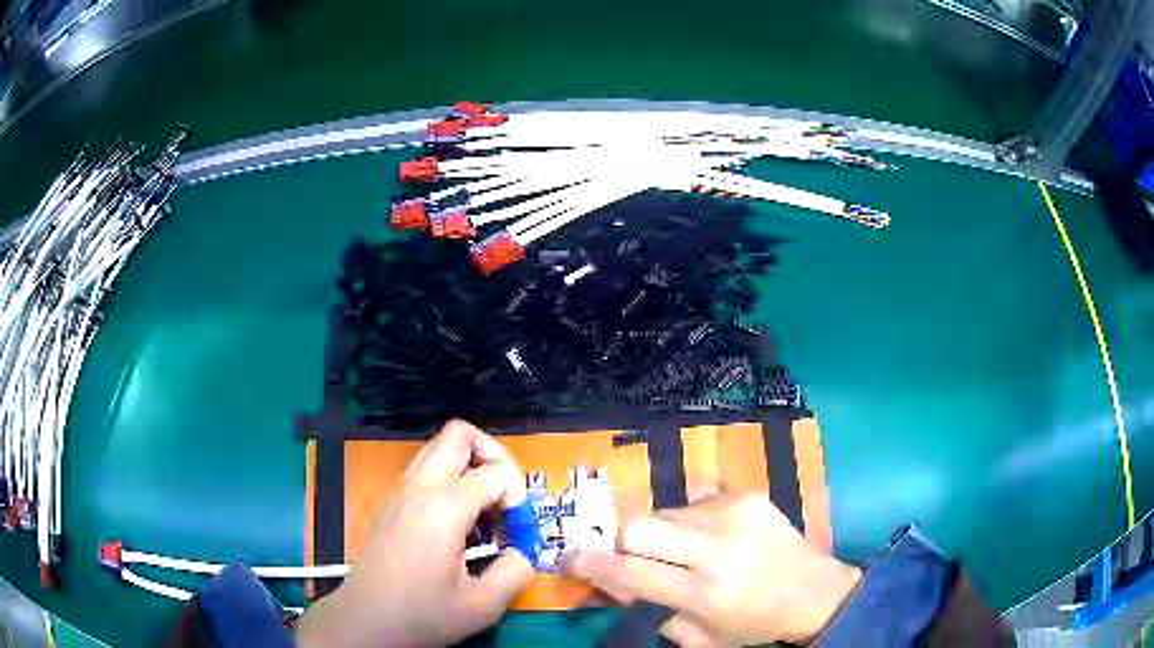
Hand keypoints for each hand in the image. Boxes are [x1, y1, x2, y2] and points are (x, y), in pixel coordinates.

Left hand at [294, 420, 534, 647]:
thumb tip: (530, 549)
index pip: (495, 472)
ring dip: (468, 464)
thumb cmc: (422, 616)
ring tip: (483, 508)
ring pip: (437, 447)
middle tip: (505, 495)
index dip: (518, 496)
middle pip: (459, 434)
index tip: (518, 531)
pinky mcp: (390, 504)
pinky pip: (424, 470)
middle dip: (492, 453)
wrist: (364, 622)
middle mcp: (418, 489)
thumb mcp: (482, 605)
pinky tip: (457, 522)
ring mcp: (399, 493)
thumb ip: (517, 570)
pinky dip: (449, 479)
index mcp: (443, 510)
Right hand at [564, 493, 860, 646]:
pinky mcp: (746, 496)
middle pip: (640, 526)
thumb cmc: (757, 624)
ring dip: (660, 534)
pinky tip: (711, 539)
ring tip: (682, 552)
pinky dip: (689, 523)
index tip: (568, 559)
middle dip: (622, 542)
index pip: (633, 572)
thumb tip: (625, 588)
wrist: (816, 591)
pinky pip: (695, 503)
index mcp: (707, 592)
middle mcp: (718, 548)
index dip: (593, 565)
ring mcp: (734, 515)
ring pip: (665, 512)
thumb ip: (659, 614)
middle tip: (629, 558)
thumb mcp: (705, 638)